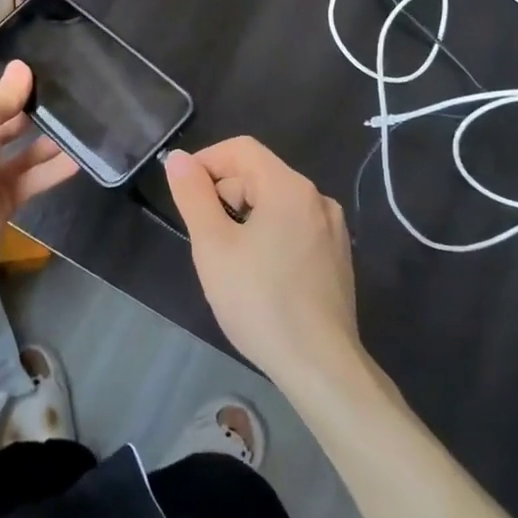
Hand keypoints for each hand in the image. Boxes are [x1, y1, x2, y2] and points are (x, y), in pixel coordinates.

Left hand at [0, 61, 77, 300]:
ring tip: (80, 122)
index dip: (7, 84)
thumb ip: (5, 96)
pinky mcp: (5, 197)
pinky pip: (33, 178)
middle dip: (31, 109)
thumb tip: (22, 66)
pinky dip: (54, 169)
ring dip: (48, 139)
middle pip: (5, 119)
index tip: (39, 76)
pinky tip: (80, 158)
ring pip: (23, 150)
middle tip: (69, 95)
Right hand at [164, 138, 361, 389]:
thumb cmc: (260, 302)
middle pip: (260, 174)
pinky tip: (259, 274)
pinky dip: (269, 234)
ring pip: (277, 202)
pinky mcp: (338, 257)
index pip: (241, 149)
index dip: (207, 161)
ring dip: (245, 216)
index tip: (185, 192)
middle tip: (204, 235)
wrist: (322, 368)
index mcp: (289, 187)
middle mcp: (317, 198)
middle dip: (225, 193)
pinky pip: (295, 226)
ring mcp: (332, 229)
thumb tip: (179, 158)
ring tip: (228, 258)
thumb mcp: (213, 246)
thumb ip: (193, 195)